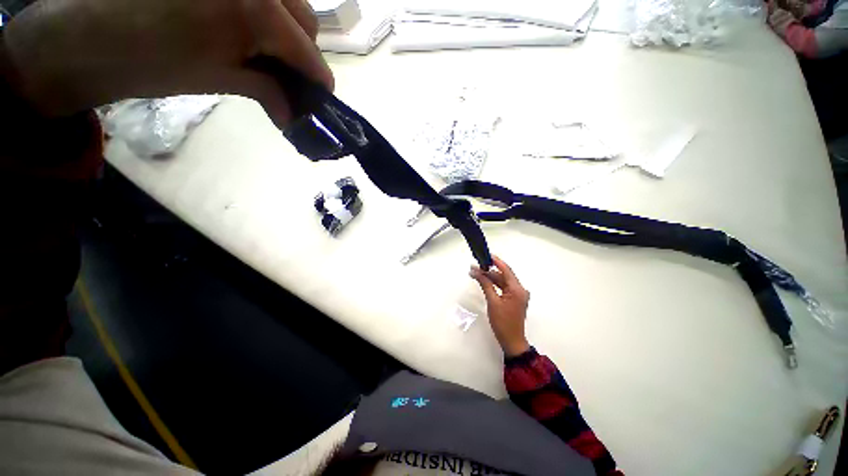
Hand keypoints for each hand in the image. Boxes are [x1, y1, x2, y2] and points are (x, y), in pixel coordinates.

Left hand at [1, 0, 331, 124]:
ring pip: (287, 5)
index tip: (322, 101)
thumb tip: (295, 115)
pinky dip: (269, 17)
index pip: (309, 53)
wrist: (84, 35)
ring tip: (269, 57)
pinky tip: (252, 35)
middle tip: (291, 81)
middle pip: (306, 22)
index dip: (320, 81)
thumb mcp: (218, 80)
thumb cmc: (148, 63)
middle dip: (304, 56)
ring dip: (288, 35)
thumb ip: (267, 91)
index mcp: (255, 12)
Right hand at [470, 256, 530, 357]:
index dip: (496, 261)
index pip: (506, 270)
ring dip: (490, 278)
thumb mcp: (492, 302)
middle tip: (475, 267)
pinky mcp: (514, 299)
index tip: (485, 255)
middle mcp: (520, 289)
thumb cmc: (502, 322)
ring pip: (503, 281)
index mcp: (517, 289)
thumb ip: (485, 284)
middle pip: (503, 275)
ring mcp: (518, 295)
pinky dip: (494, 284)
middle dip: (489, 271)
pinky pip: (504, 288)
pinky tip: (484, 282)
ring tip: (476, 273)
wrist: (511, 341)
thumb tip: (476, 271)